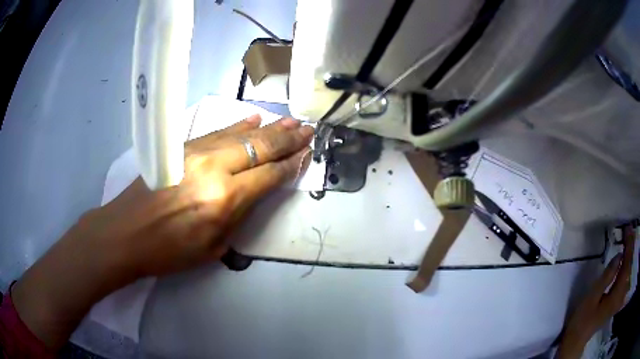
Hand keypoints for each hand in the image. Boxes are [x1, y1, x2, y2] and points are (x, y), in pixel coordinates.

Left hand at [11, 114, 312, 349]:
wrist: (125, 233)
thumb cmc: (168, 252)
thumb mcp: (213, 247)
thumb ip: (238, 215)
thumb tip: (255, 191)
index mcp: (224, 200)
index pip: (268, 175)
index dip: (290, 165)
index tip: (307, 154)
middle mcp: (214, 169)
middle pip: (259, 147)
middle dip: (287, 139)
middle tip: (308, 129)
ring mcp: (195, 153)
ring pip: (240, 135)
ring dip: (268, 128)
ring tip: (290, 121)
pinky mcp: (181, 147)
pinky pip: (216, 132)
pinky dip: (237, 126)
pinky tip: (252, 119)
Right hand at [557, 226, 634, 358]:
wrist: (577, 339)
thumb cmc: (582, 319)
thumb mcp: (592, 297)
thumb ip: (607, 276)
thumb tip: (619, 255)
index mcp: (616, 294)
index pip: (627, 264)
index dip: (629, 245)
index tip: (628, 228)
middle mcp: (621, 295)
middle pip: (629, 266)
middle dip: (631, 247)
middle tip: (629, 230)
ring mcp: (619, 299)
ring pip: (629, 271)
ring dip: (630, 254)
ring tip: (629, 239)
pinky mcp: (617, 300)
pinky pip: (626, 278)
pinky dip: (628, 265)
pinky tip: (627, 258)